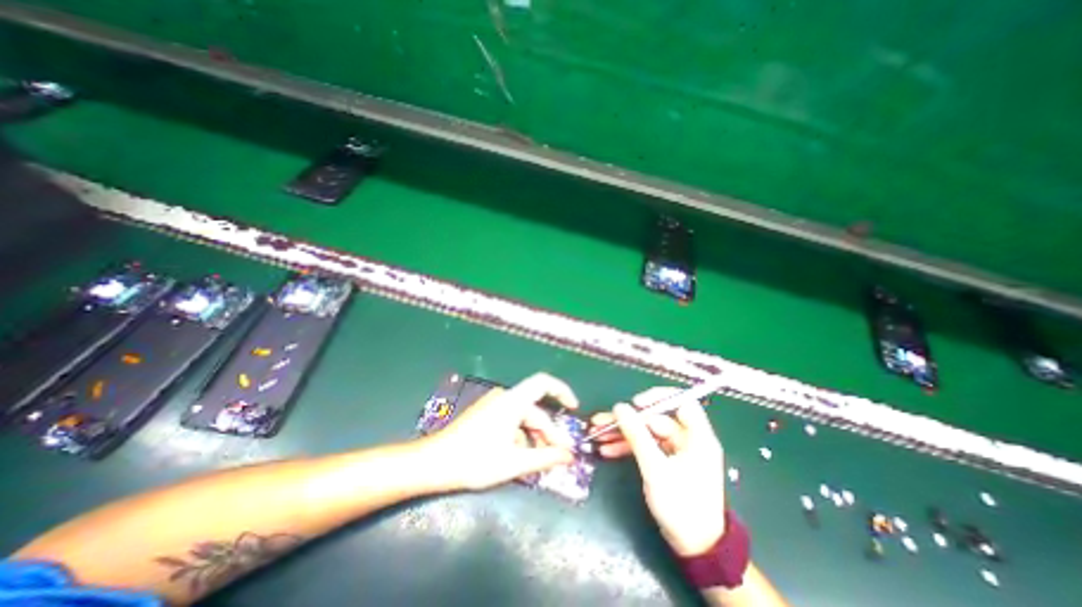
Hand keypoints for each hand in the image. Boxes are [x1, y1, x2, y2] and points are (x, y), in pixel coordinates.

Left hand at [419, 374, 577, 492]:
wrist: (434, 463)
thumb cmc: (475, 461)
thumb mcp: (514, 462)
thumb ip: (546, 457)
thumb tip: (570, 456)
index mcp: (513, 401)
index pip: (544, 383)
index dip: (562, 391)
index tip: (574, 409)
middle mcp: (504, 397)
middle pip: (535, 410)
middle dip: (550, 432)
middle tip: (561, 456)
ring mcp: (493, 406)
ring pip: (523, 419)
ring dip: (535, 438)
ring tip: (542, 461)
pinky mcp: (486, 415)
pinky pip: (511, 422)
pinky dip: (521, 437)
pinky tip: (522, 457)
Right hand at [591, 390, 726, 554]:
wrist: (694, 548)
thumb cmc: (682, 506)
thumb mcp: (656, 469)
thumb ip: (637, 435)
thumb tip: (620, 407)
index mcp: (697, 437)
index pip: (681, 402)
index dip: (658, 397)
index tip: (636, 404)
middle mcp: (687, 439)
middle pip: (655, 418)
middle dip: (628, 420)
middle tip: (602, 421)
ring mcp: (675, 451)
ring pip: (646, 433)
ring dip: (623, 433)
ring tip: (597, 434)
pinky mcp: (666, 462)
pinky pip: (645, 447)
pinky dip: (628, 447)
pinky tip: (607, 449)